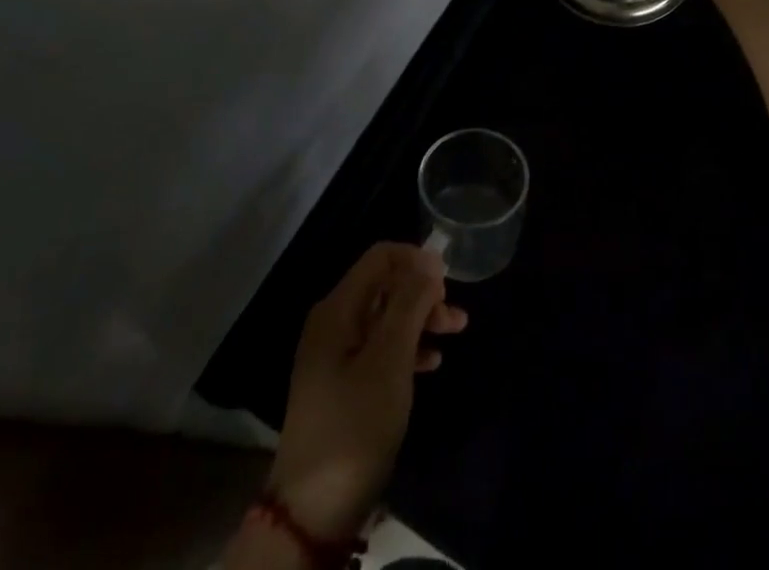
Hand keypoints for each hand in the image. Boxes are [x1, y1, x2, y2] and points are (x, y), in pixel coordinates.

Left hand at [265, 243, 467, 540]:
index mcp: (337, 309)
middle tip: (455, 316)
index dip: (416, 260)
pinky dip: (407, 348)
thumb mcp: (390, 360)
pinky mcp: (342, 384)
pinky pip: (380, 348)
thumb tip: (429, 258)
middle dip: (423, 293)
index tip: (448, 281)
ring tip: (455, 333)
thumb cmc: (355, 424)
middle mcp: (333, 322)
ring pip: (386, 318)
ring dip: (420, 320)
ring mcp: (335, 355)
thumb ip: (409, 303)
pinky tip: (431, 363)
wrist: (313, 511)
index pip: (380, 257)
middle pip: (385, 286)